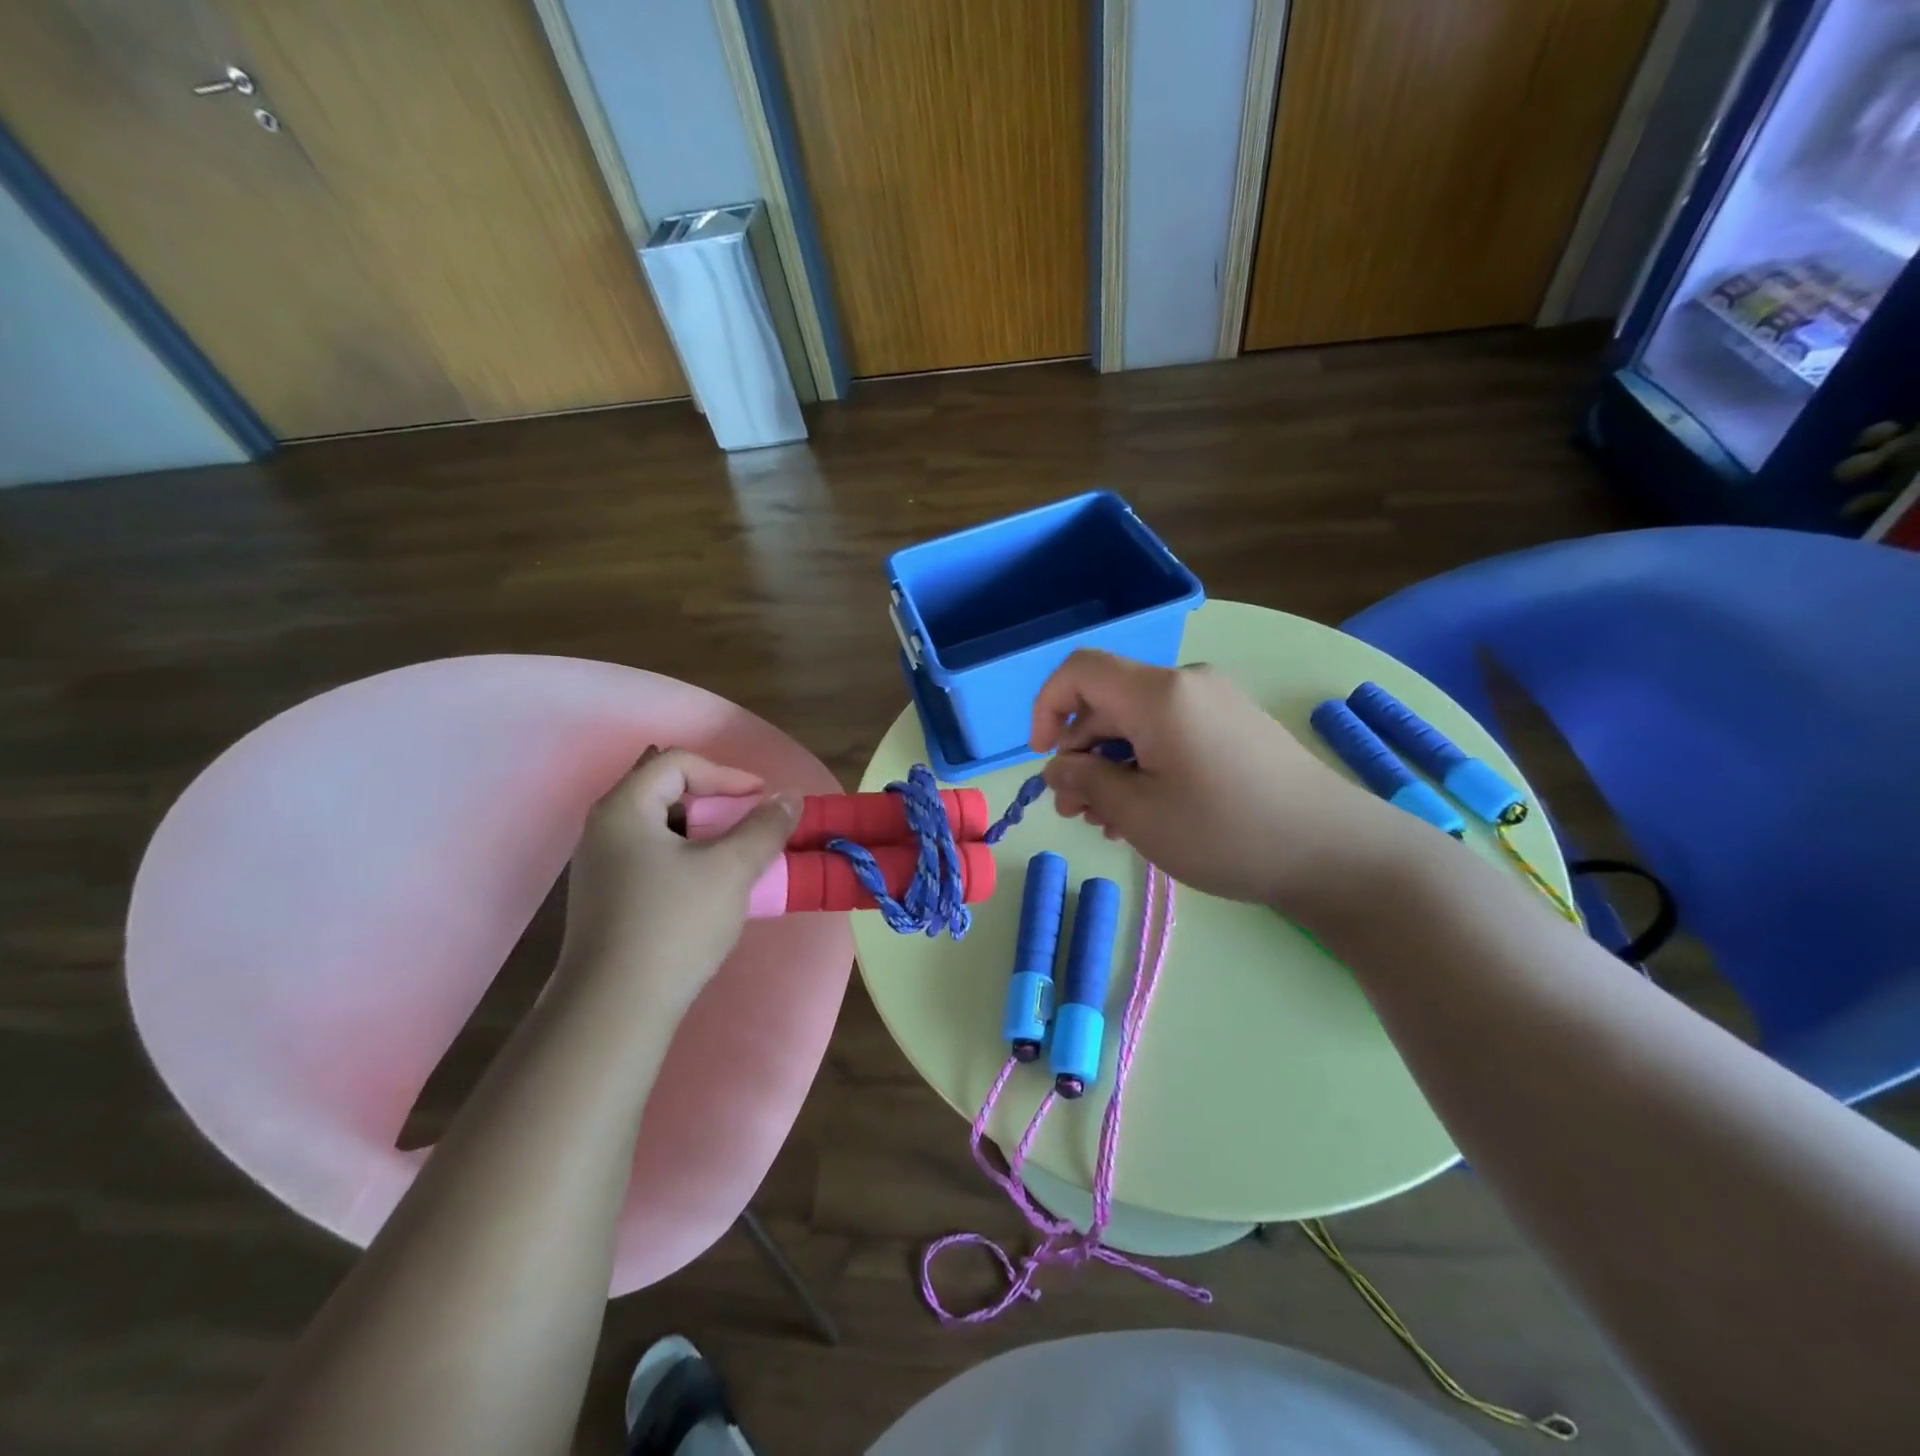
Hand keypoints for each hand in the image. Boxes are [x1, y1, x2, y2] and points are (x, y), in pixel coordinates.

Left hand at [559, 748, 797, 1012]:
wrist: (616, 1009)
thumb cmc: (674, 924)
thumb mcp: (730, 869)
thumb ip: (764, 827)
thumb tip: (790, 798)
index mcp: (624, 809)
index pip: (677, 764)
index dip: (726, 774)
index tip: (762, 800)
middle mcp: (604, 830)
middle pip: (667, 793)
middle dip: (718, 806)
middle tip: (753, 828)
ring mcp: (601, 868)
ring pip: (663, 830)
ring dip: (707, 836)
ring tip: (739, 860)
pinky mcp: (607, 900)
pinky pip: (654, 860)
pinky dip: (689, 861)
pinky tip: (712, 891)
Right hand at [1030, 651, 1399, 916]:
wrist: (1335, 851)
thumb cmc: (1226, 832)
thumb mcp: (1139, 815)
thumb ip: (1086, 783)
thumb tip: (1057, 767)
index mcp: (1159, 693)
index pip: (1080, 670)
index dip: (1047, 707)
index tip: (1044, 759)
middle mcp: (1186, 684)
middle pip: (1109, 701)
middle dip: (1081, 752)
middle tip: (1075, 811)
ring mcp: (1215, 703)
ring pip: (1138, 722)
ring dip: (1111, 765)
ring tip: (1107, 821)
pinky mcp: (1235, 726)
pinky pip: (1171, 733)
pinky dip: (1145, 764)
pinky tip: (1144, 811)